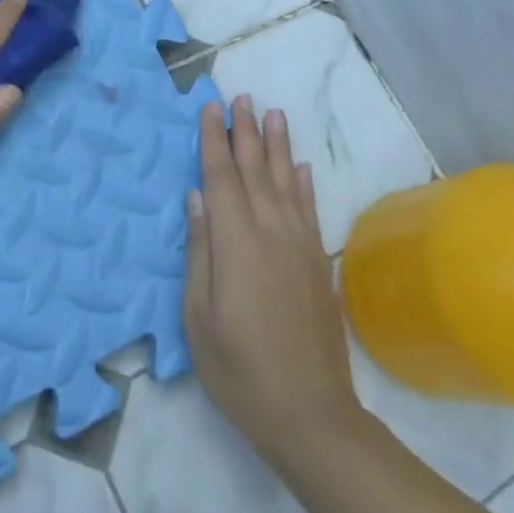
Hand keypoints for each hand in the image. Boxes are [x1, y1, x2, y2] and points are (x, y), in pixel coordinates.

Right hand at [184, 95, 362, 465]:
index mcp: (235, 243)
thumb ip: (200, 252)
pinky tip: (301, 167)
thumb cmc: (239, 370)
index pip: (221, 178)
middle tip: (242, 97)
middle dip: (246, 132)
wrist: (311, 415)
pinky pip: (308, 210)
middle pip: (255, 171)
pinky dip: (304, 183)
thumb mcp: (199, 317)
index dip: (214, 140)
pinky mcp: (316, 264)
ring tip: (273, 114)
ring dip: (277, 146)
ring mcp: (298, 246)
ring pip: (285, 182)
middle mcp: (270, 232)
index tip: (210, 108)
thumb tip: (197, 198)